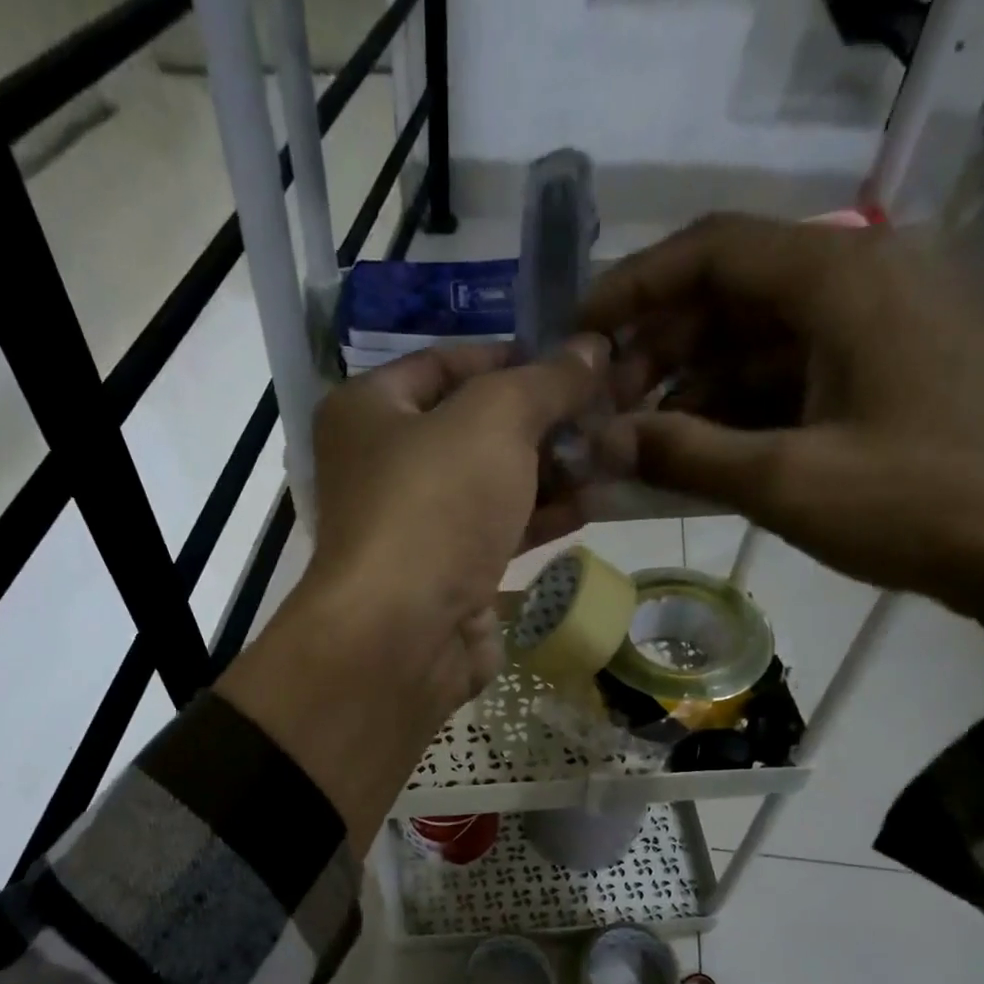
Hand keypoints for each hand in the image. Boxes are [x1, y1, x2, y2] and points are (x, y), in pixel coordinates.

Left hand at [305, 337, 609, 706]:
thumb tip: (592, 348)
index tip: (575, 361)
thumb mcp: (495, 419)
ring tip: (615, 452)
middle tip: (608, 409)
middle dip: (543, 420)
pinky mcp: (445, 577)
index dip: (513, 356)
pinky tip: (594, 503)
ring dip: (552, 470)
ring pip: (491, 485)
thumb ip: (546, 381)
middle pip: (473, 427)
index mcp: (368, 410)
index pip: (446, 362)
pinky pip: (498, 533)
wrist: (404, 635)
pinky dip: (541, 518)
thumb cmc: (435, 505)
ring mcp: (415, 527)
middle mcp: (383, 465)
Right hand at [581, 213, 983, 668]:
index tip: (578, 336)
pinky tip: (694, 457)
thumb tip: (598, 442)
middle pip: (728, 295)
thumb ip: (684, 455)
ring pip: (752, 341)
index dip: (634, 287)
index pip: (711, 250)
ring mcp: (870, 330)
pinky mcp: (877, 375)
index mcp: (839, 279)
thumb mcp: (786, 480)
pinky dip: (733, 412)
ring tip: (638, 446)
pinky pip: (783, 377)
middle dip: (657, 351)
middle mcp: (856, 283)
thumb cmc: (918, 501)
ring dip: (690, 388)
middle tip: (605, 413)